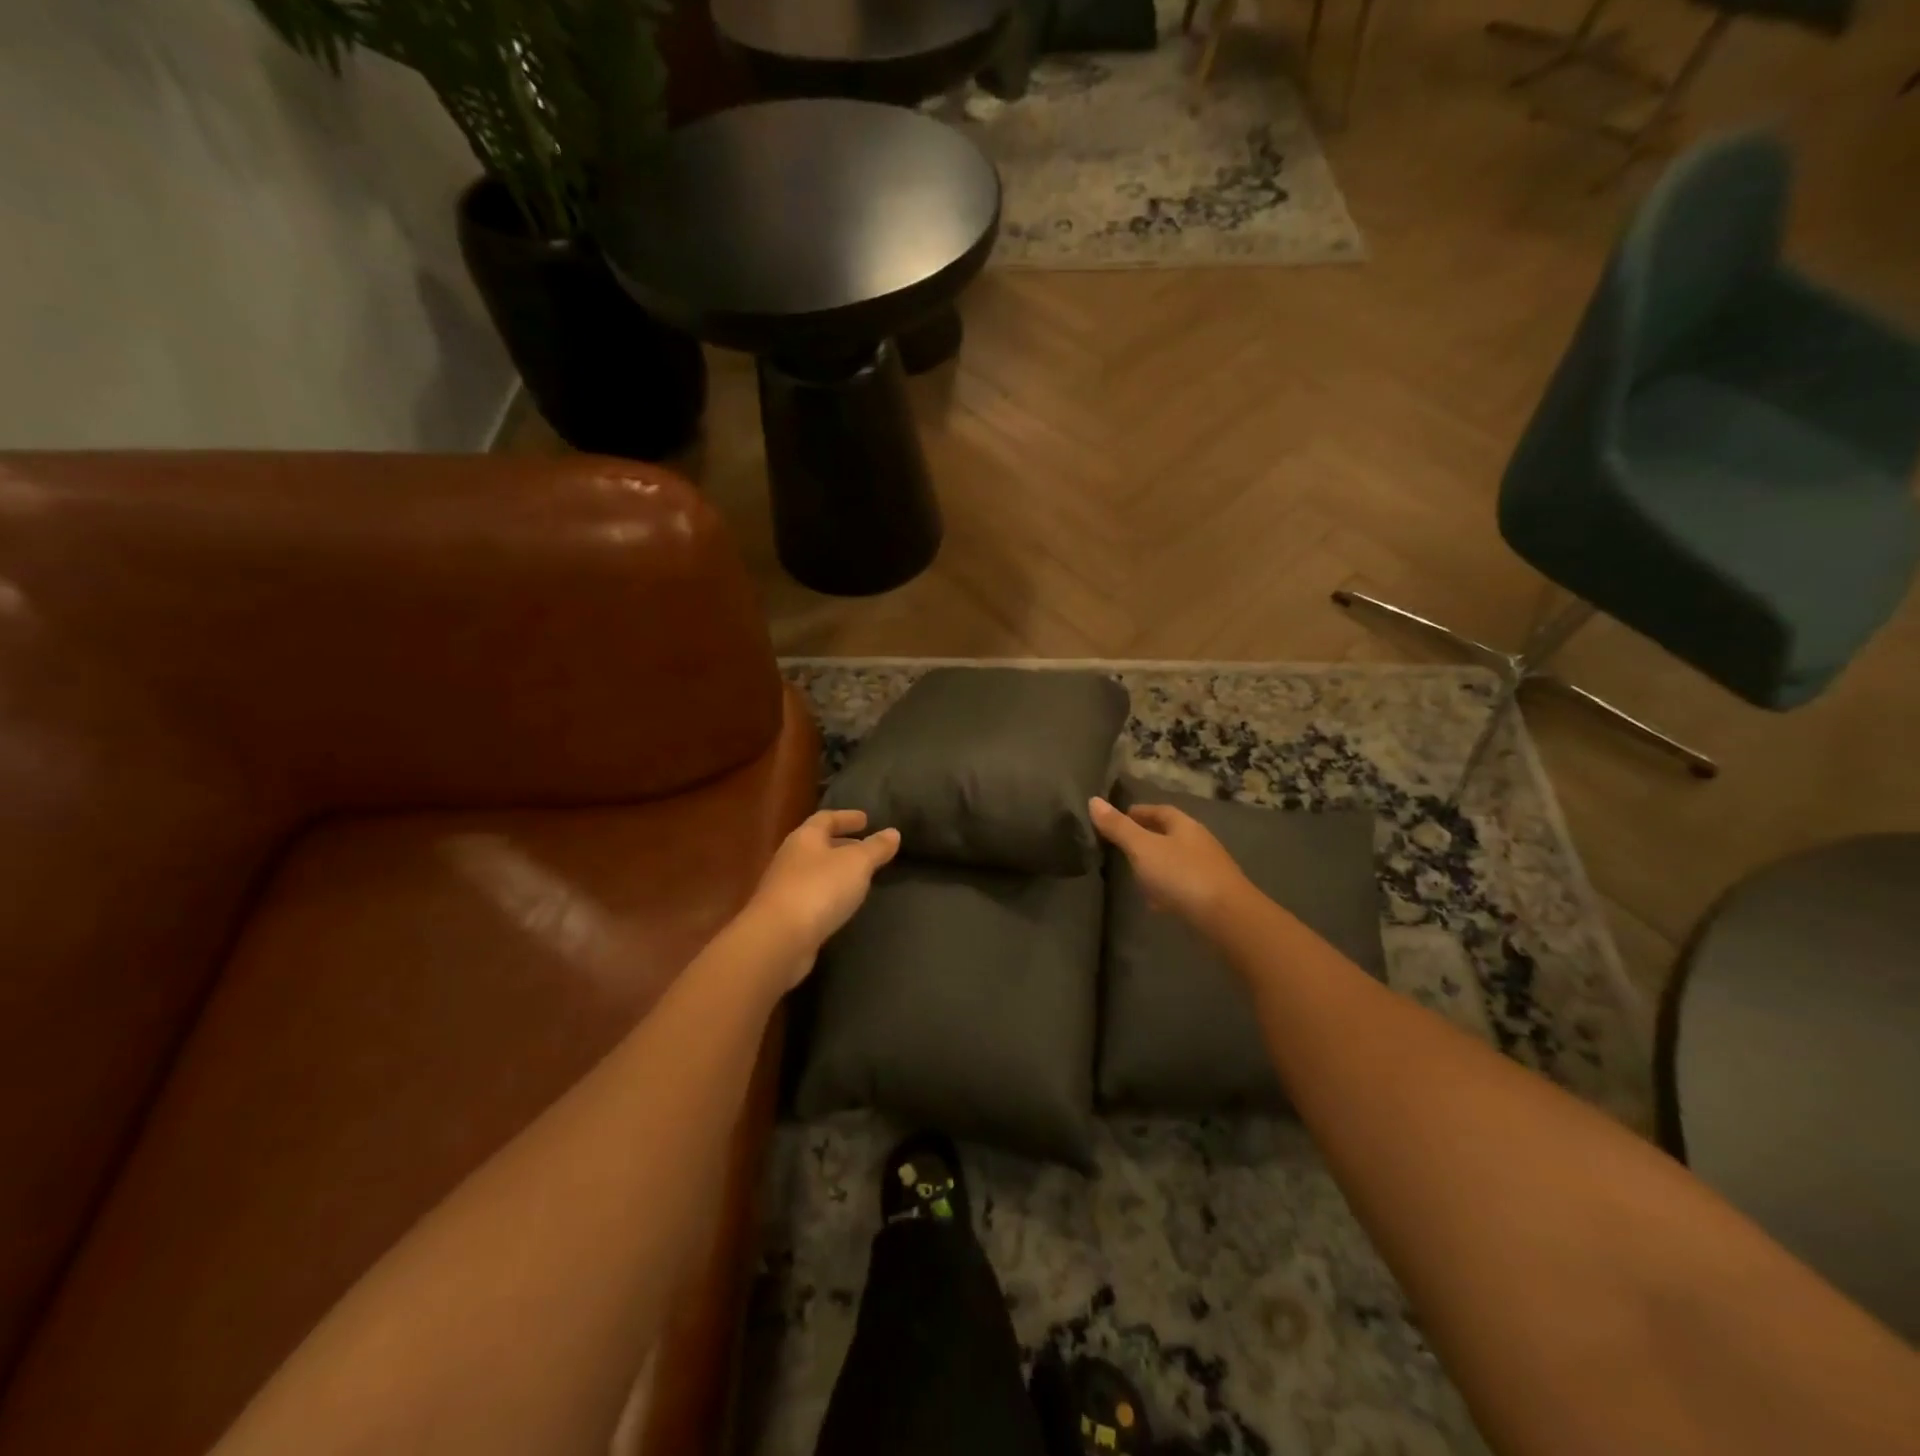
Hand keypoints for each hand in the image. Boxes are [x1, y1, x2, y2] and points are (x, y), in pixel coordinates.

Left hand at [745, 809, 901, 987]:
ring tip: (858, 876)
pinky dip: (828, 893)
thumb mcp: (857, 864)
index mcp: (805, 838)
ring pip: (814, 871)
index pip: (826, 818)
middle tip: (864, 847)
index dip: (846, 817)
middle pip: (817, 844)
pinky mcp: (784, 915)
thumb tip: (893, 832)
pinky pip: (811, 895)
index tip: (866, 819)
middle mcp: (790, 858)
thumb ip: (876, 847)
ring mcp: (784, 888)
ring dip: (835, 870)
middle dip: (842, 844)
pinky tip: (841, 904)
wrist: (778, 939)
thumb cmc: (819, 889)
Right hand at [1090, 796, 1250, 929]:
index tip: (1118, 818)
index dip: (1139, 812)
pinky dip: (1166, 889)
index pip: (1160, 811)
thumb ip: (1118, 827)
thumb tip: (1093, 800)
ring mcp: (1208, 871)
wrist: (1227, 919)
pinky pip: (1182, 886)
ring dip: (1156, 866)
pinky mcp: (1211, 897)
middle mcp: (1199, 843)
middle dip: (1147, 839)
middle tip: (1121, 847)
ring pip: (1176, 862)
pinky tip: (1155, 903)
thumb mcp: (1143, 848)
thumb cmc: (1182, 876)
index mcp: (1185, 826)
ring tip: (1133, 876)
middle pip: (1169, 835)